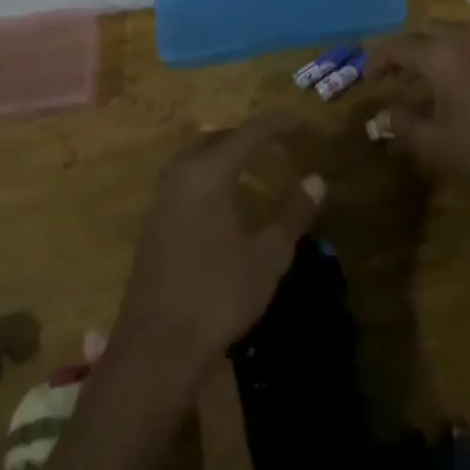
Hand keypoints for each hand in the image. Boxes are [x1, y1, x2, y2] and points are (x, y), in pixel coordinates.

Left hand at [113, 112, 324, 384]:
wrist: (156, 347)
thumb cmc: (218, 296)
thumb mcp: (267, 256)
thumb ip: (293, 213)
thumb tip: (316, 179)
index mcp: (208, 173)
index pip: (249, 132)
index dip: (278, 124)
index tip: (302, 122)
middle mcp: (180, 174)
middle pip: (217, 137)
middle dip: (248, 136)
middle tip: (278, 145)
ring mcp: (161, 197)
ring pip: (196, 156)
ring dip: (225, 154)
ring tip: (254, 168)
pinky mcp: (153, 221)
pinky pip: (185, 178)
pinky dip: (209, 174)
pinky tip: (225, 201)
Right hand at [367, 27, 469, 225]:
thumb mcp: (438, 144)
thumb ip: (404, 125)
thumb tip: (380, 117)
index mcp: (441, 53)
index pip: (398, 45)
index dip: (378, 59)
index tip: (368, 77)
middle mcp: (467, 37)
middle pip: (426, 32)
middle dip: (407, 51)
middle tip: (395, 78)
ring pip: (454, 35)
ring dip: (435, 52)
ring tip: (426, 82)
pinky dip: (460, 56)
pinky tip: (461, 85)